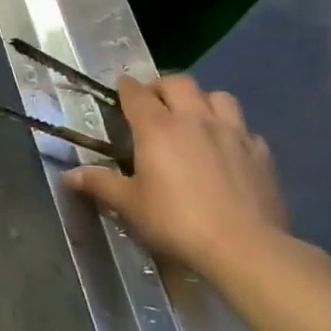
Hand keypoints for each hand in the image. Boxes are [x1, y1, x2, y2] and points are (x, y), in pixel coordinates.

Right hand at [67, 75, 289, 279]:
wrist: (245, 247)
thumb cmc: (176, 221)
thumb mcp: (129, 204)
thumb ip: (99, 183)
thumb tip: (68, 175)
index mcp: (156, 127)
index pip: (136, 93)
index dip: (125, 87)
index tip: (120, 89)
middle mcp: (194, 119)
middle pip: (179, 82)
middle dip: (162, 86)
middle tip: (154, 103)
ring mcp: (232, 133)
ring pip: (218, 96)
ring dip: (202, 100)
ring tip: (193, 117)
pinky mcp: (261, 153)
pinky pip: (244, 128)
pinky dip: (232, 130)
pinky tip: (226, 148)